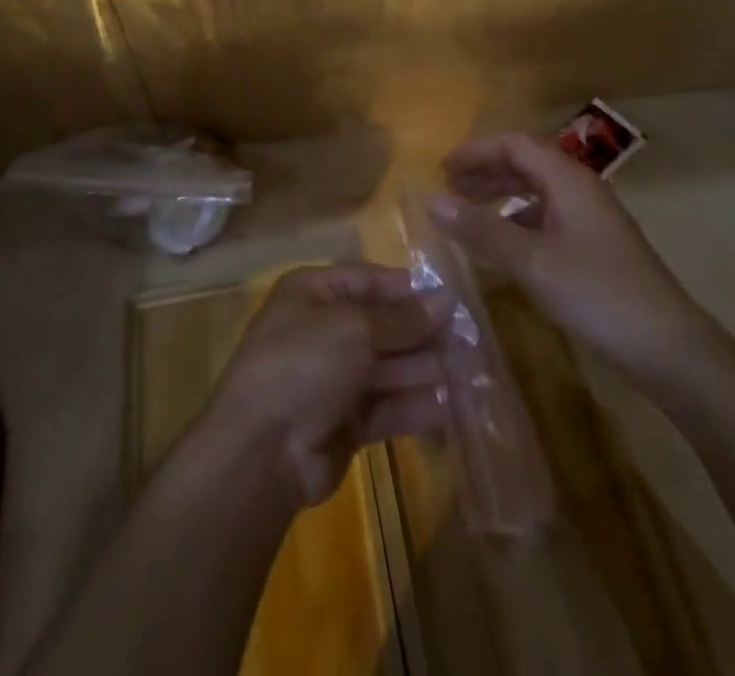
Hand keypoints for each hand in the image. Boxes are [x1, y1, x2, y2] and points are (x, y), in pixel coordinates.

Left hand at [201, 263, 451, 509]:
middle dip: (426, 333)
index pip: (371, 282)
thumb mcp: (354, 328)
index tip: (454, 301)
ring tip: (474, 371)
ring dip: (428, 369)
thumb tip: (447, 299)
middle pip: (384, 325)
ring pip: (390, 367)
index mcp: (315, 293)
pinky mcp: (346, 423)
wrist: (261, 452)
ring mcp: (335, 378)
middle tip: (473, 340)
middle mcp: (324, 330)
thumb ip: (403, 319)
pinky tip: (454, 405)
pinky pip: (388, 406)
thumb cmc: (304, 364)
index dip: (411, 291)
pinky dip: (417, 404)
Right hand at [430, 133, 707, 381]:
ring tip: (467, 208)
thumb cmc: (596, 293)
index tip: (442, 168)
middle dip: (485, 169)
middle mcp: (580, 189)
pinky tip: (501, 241)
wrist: (668, 347)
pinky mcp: (594, 245)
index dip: (476, 151)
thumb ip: (481, 229)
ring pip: (536, 189)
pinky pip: (546, 215)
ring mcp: (590, 218)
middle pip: (526, 162)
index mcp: (568, 179)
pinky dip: (517, 218)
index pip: (515, 144)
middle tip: (448, 186)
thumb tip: (430, 200)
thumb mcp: (531, 261)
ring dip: (500, 192)